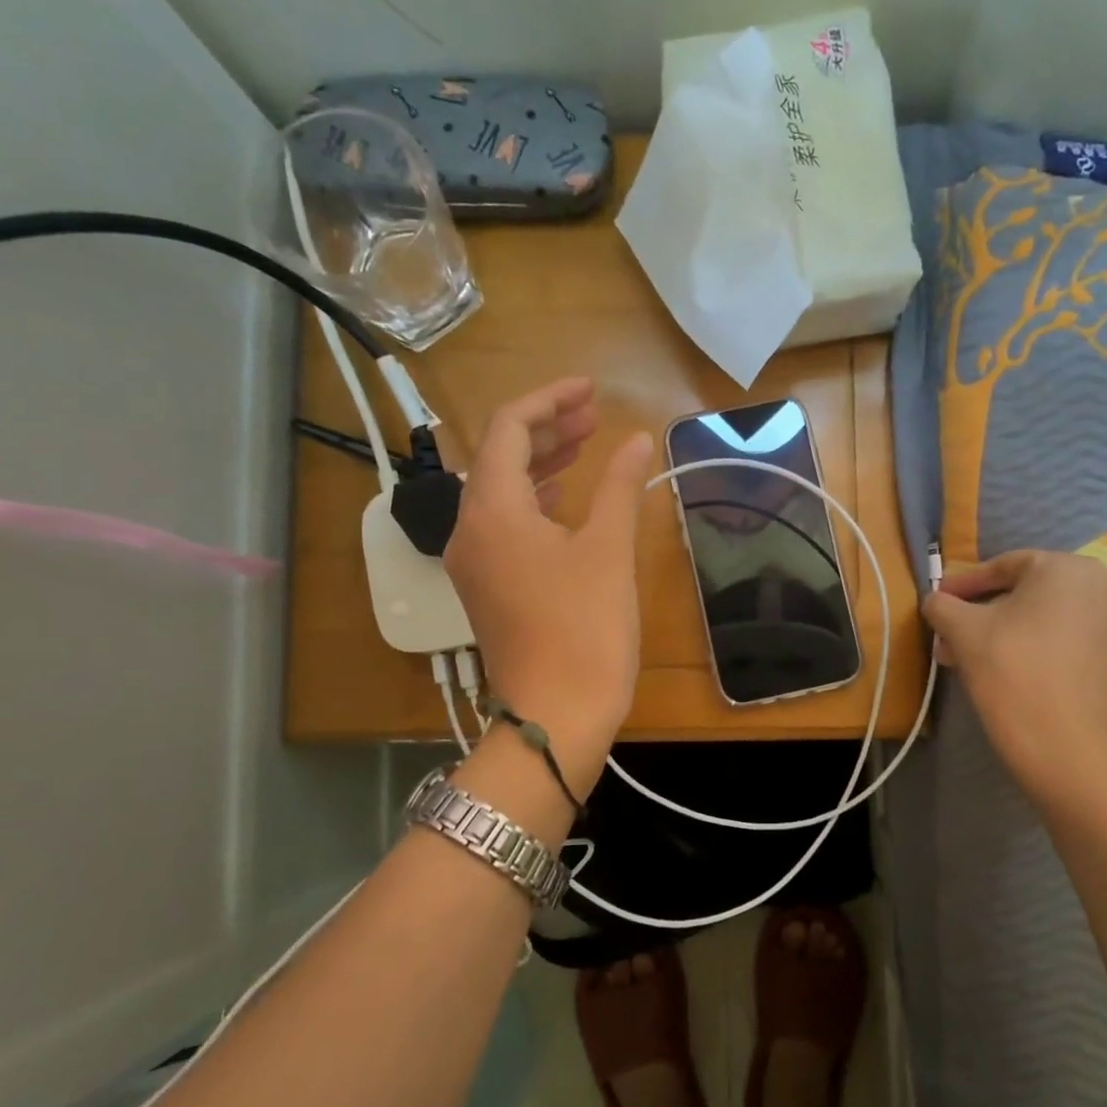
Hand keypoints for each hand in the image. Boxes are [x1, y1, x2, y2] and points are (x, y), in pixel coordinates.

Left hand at [443, 378, 652, 795]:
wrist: (556, 715)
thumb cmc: (584, 629)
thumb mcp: (608, 550)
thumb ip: (618, 486)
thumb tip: (636, 439)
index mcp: (492, 510)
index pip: (508, 428)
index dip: (549, 399)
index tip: (591, 391)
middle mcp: (470, 528)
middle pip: (500, 456)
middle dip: (547, 429)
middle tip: (594, 415)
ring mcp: (475, 561)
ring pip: (501, 491)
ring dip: (540, 463)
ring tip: (585, 445)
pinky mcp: (488, 587)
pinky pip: (504, 523)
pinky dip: (535, 500)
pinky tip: (564, 499)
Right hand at [922, 551, 1106, 802]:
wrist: (1062, 742)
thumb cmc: (1009, 668)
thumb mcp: (960, 629)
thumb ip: (942, 604)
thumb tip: (936, 600)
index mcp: (1067, 568)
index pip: (1006, 567)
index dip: (966, 584)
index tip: (942, 601)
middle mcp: (1106, 589)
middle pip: (1034, 596)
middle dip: (992, 614)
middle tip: (959, 636)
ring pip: (1058, 624)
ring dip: (1021, 635)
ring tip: (989, 662)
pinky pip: (1080, 653)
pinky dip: (1053, 659)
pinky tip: (1028, 681)